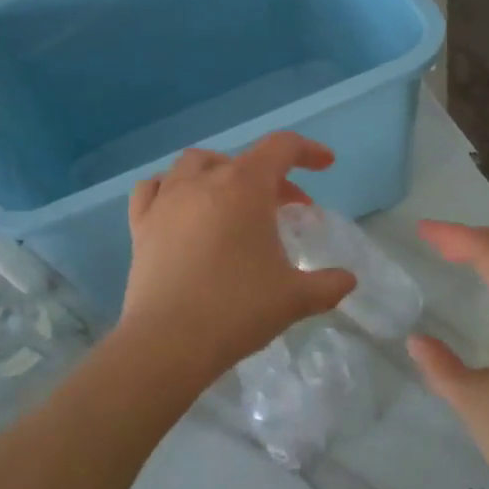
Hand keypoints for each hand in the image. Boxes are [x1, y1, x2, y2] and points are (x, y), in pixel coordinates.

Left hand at [118, 133, 356, 388]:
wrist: (169, 340)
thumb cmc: (238, 309)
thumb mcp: (295, 298)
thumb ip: (327, 285)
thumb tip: (348, 281)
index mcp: (245, 187)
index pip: (282, 148)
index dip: (308, 151)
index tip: (325, 165)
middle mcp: (203, 181)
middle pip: (243, 160)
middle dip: (271, 177)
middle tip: (287, 208)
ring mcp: (166, 200)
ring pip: (194, 164)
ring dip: (221, 173)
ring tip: (233, 200)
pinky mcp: (141, 225)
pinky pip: (153, 188)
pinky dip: (172, 188)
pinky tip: (180, 206)